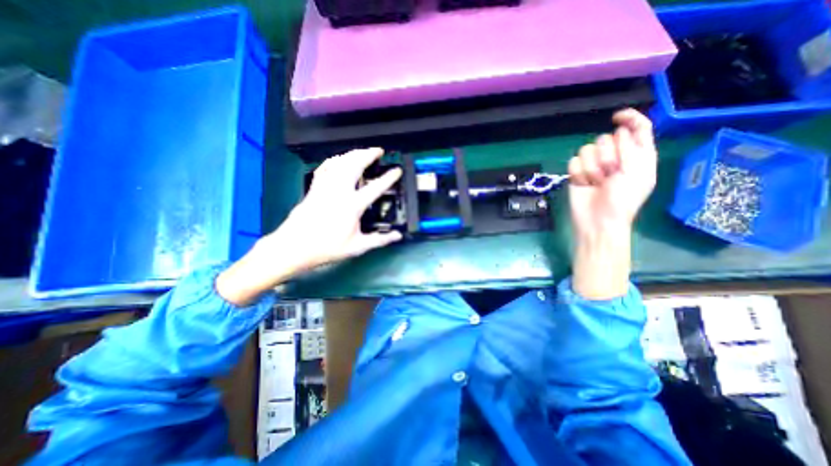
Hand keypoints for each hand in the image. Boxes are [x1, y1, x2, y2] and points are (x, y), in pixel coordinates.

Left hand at [217, 145, 401, 304]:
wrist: (294, 247)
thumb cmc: (327, 248)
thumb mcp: (357, 247)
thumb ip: (379, 240)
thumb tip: (397, 236)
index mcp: (352, 206)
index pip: (375, 187)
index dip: (388, 178)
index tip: (397, 170)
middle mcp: (339, 191)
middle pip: (354, 165)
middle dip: (368, 154)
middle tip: (378, 150)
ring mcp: (325, 187)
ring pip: (339, 162)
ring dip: (352, 154)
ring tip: (362, 151)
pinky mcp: (314, 188)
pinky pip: (325, 168)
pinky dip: (334, 160)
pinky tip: (339, 159)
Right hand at [569, 108, 658, 298]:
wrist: (597, 220)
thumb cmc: (622, 200)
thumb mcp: (636, 173)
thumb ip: (631, 148)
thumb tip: (617, 131)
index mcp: (637, 155)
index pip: (636, 127)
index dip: (629, 119)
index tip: (616, 118)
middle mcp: (615, 157)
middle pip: (606, 138)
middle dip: (607, 156)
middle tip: (610, 174)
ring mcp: (594, 165)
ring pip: (587, 149)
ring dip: (591, 167)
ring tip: (596, 182)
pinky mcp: (577, 173)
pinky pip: (573, 161)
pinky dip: (578, 173)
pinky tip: (583, 184)